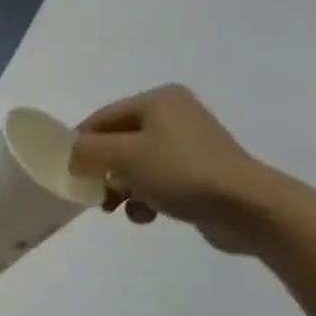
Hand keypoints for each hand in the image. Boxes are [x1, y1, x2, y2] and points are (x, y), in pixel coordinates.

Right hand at [69, 84, 284, 253]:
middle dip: (103, 170)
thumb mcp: (125, 156)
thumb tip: (74, 156)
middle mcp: (175, 114)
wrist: (247, 207)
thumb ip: (88, 151)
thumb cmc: (181, 172)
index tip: (68, 174)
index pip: (102, 118)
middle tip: (95, 196)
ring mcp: (190, 144)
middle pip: (119, 141)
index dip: (80, 144)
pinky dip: (146, 197)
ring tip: (118, 208)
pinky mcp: (201, 173)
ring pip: (137, 164)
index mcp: (158, 100)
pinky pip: (159, 180)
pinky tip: (147, 215)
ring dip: (123, 187)